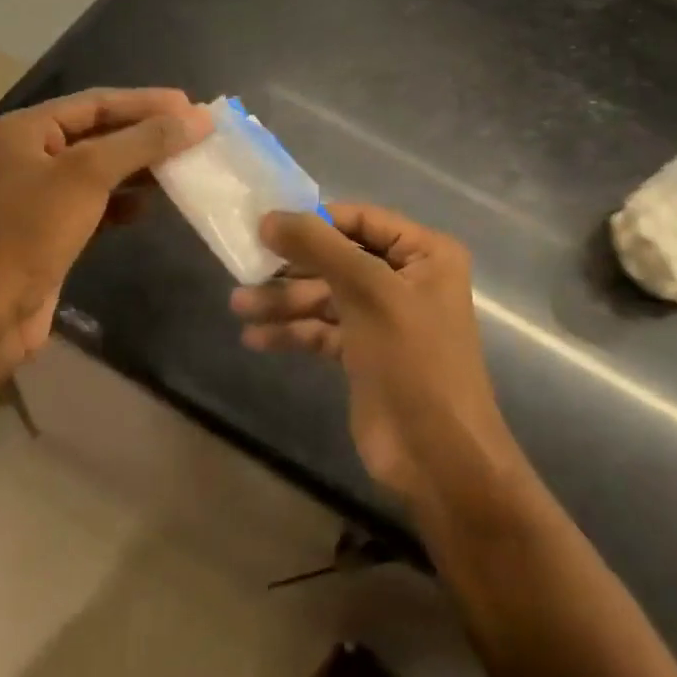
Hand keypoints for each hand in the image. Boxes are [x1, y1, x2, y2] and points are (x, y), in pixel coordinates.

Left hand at [0, 87, 211, 370]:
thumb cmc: (32, 230)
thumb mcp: (89, 175)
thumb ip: (144, 141)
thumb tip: (199, 118)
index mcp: (26, 129)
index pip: (96, 102)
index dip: (146, 102)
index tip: (191, 106)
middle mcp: (30, 154)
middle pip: (100, 132)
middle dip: (146, 133)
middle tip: (194, 133)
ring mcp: (40, 194)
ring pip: (101, 168)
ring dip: (140, 166)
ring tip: (183, 164)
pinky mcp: (51, 229)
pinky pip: (96, 202)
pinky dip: (124, 200)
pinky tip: (150, 206)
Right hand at [231, 204, 516, 508]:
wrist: (438, 458)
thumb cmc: (413, 360)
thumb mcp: (368, 292)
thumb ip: (318, 247)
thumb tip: (268, 217)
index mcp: (424, 253)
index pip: (360, 219)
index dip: (315, 221)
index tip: (265, 226)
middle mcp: (405, 278)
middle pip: (338, 258)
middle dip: (292, 267)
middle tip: (244, 268)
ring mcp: (384, 317)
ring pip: (326, 295)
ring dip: (284, 301)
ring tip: (238, 306)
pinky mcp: (364, 353)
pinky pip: (323, 329)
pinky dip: (293, 331)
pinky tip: (256, 338)